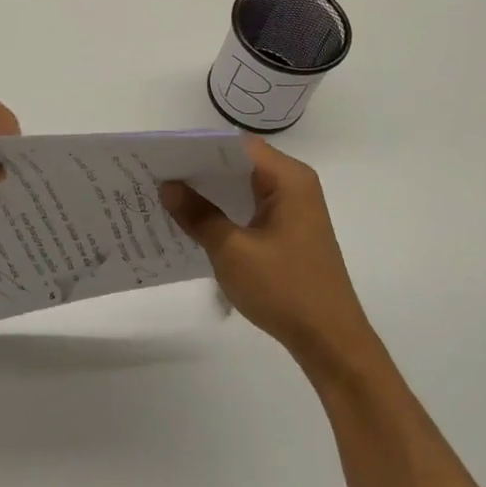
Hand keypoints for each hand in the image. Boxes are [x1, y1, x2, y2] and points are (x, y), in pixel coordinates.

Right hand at [160, 138, 373, 373]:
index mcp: (288, 179)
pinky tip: (194, 222)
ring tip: (166, 196)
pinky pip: (249, 208)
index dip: (198, 148)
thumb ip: (199, 214)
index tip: (162, 156)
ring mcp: (293, 209)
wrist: (329, 340)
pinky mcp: (288, 231)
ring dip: (209, 192)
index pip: (237, 146)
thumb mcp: (232, 251)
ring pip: (242, 187)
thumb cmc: (284, 289)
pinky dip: (223, 211)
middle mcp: (294, 185)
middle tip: (156, 175)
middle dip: (199, 169)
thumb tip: (168, 186)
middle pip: (239, 164)